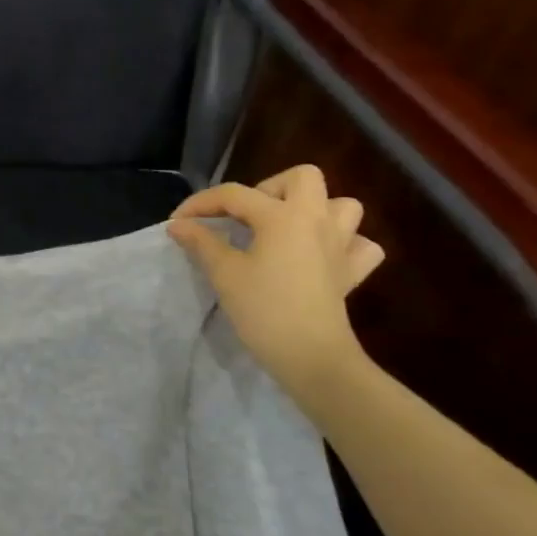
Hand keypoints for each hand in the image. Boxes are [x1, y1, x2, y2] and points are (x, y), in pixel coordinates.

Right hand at [167, 165, 384, 387]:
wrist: (312, 357)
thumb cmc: (264, 310)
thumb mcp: (224, 273)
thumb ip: (201, 242)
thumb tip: (179, 224)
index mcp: (283, 215)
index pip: (234, 194)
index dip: (201, 204)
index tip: (177, 221)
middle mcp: (317, 219)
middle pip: (302, 177)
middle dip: (270, 188)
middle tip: (246, 216)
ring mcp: (342, 245)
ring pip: (341, 205)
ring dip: (314, 210)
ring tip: (286, 229)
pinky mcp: (353, 272)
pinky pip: (359, 244)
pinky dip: (344, 244)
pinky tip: (321, 256)